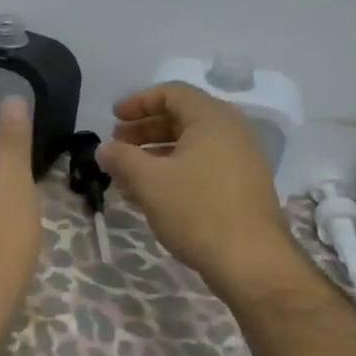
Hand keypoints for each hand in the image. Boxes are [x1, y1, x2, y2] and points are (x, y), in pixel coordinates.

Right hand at [97, 82, 300, 285]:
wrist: (251, 262)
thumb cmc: (197, 210)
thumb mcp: (149, 181)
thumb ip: (121, 158)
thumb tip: (103, 149)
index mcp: (212, 119)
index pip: (172, 93)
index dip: (138, 102)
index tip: (112, 119)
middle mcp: (231, 132)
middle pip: (181, 117)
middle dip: (144, 129)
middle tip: (117, 146)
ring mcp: (240, 161)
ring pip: (190, 145)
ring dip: (155, 153)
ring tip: (128, 173)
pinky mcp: (241, 187)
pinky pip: (202, 165)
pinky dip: (174, 170)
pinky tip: (152, 193)